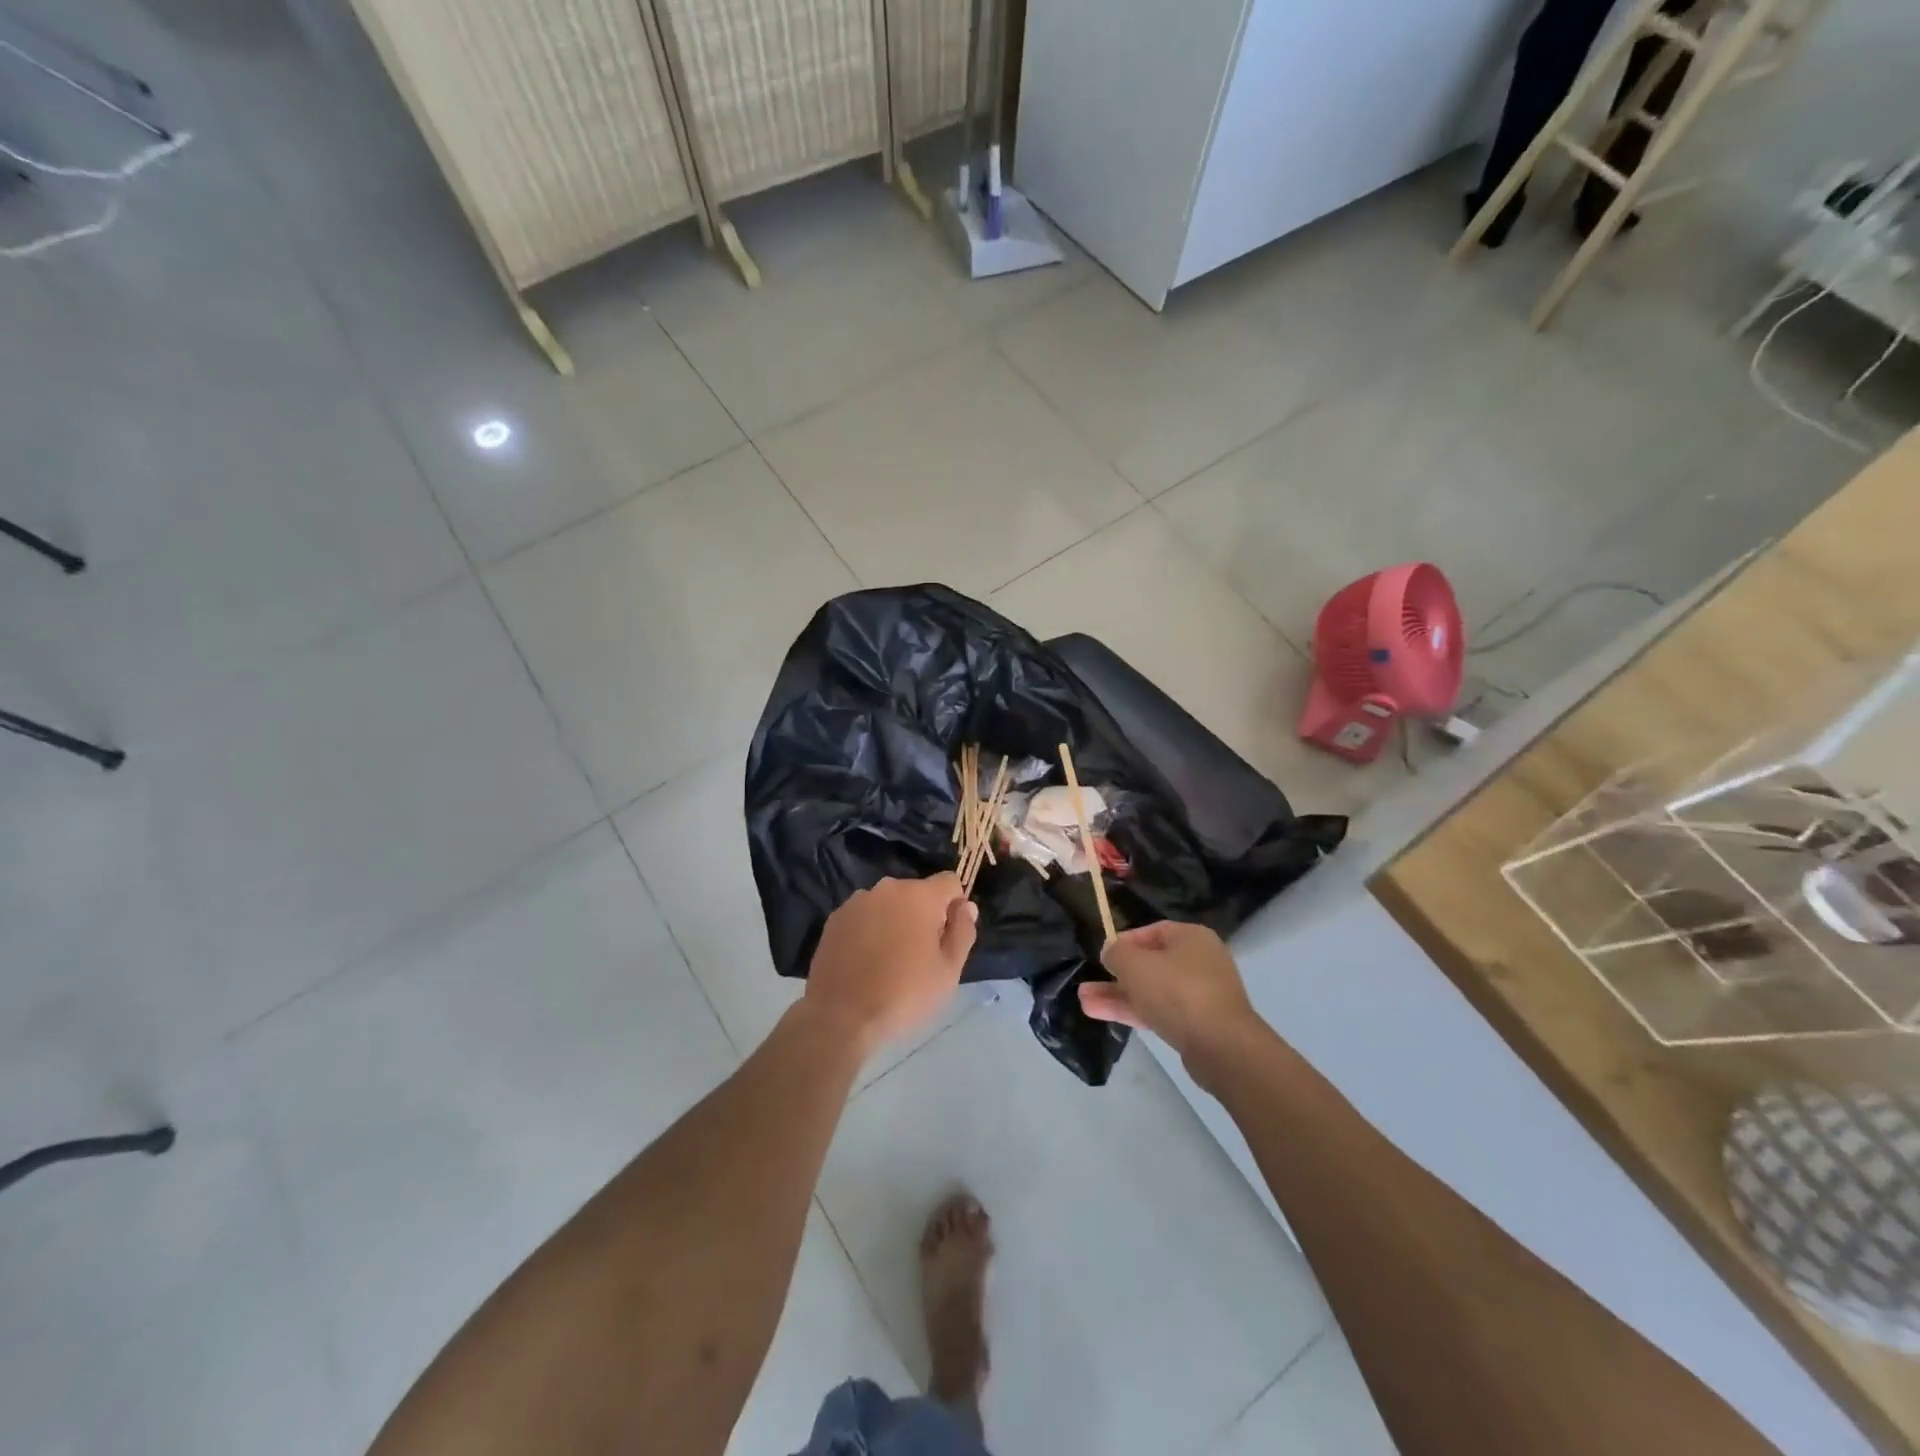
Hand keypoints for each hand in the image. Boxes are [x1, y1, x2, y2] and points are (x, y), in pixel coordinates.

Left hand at [806, 874, 976, 1055]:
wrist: (840, 1016)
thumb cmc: (904, 993)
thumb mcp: (949, 971)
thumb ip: (963, 931)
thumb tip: (966, 906)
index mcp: (920, 895)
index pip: (950, 882)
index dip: (955, 906)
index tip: (948, 936)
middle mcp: (887, 888)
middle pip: (917, 892)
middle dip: (924, 915)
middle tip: (920, 955)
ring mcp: (857, 901)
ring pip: (889, 904)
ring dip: (895, 920)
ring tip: (889, 960)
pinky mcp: (835, 918)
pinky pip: (864, 916)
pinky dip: (870, 930)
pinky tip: (865, 961)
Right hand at [1079, 920, 1260, 1064]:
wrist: (1221, 1047)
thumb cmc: (1177, 991)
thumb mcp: (1135, 964)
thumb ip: (1116, 953)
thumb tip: (1112, 953)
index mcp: (1192, 938)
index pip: (1152, 932)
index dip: (1124, 941)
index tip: (1103, 955)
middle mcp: (1199, 962)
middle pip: (1150, 964)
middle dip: (1116, 975)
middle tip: (1088, 982)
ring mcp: (1200, 996)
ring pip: (1151, 991)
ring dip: (1118, 995)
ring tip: (1084, 1001)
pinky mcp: (1197, 1025)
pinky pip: (1159, 1012)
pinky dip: (1133, 1012)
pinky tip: (1101, 1014)